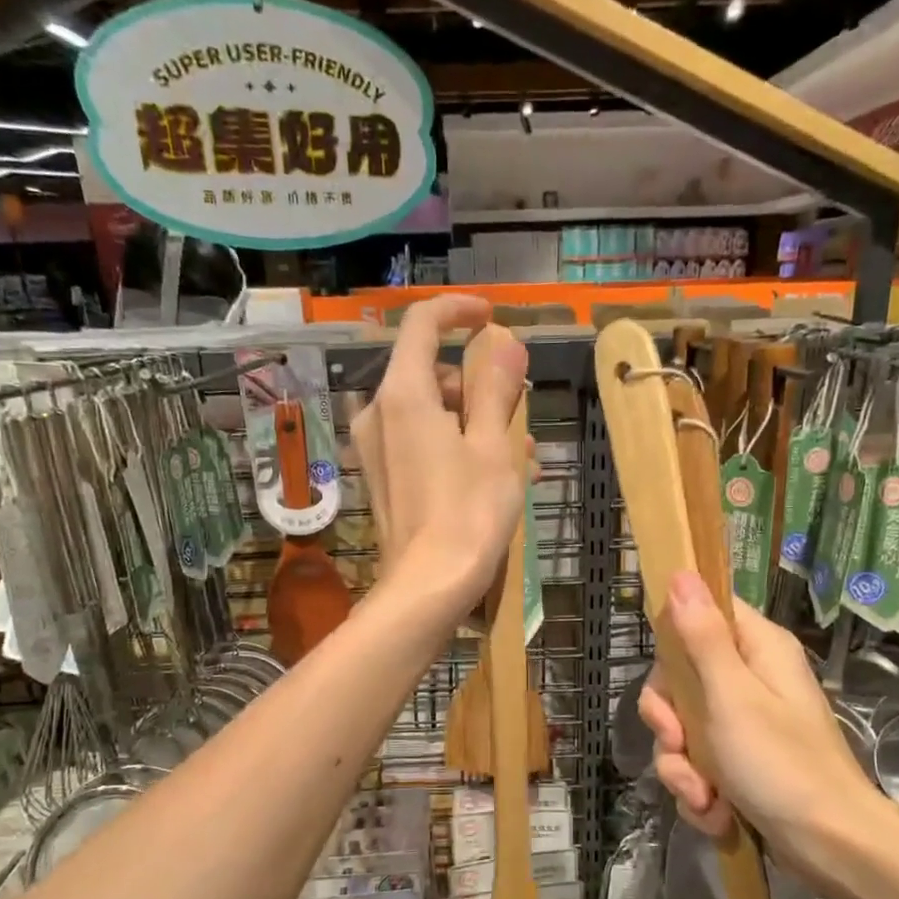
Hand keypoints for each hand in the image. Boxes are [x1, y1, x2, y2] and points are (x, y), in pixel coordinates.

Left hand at [351, 296, 529, 613]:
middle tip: (520, 412)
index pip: (422, 325)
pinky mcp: (384, 479)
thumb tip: (505, 342)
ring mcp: (378, 450)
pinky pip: (423, 444)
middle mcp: (379, 414)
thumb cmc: (468, 512)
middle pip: (430, 374)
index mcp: (403, 395)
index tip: (491, 318)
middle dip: (478, 386)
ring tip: (520, 455)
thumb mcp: (493, 446)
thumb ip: (497, 388)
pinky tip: (497, 477)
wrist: (427, 587)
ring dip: (476, 422)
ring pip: (431, 413)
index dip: (458, 311)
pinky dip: (458, 447)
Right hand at [638, 571, 892, 878]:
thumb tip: (681, 573)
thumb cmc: (782, 763)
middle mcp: (750, 680)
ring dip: (683, 768)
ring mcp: (744, 724)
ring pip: (683, 729)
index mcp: (758, 650)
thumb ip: (702, 636)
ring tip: (704, 798)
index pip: (704, 615)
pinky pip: (698, 765)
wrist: (832, 848)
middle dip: (670, 722)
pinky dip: (700, 792)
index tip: (665, 678)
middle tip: (678, 744)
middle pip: (680, 679)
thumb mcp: (732, 696)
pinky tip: (715, 814)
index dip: (674, 642)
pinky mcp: (740, 764)